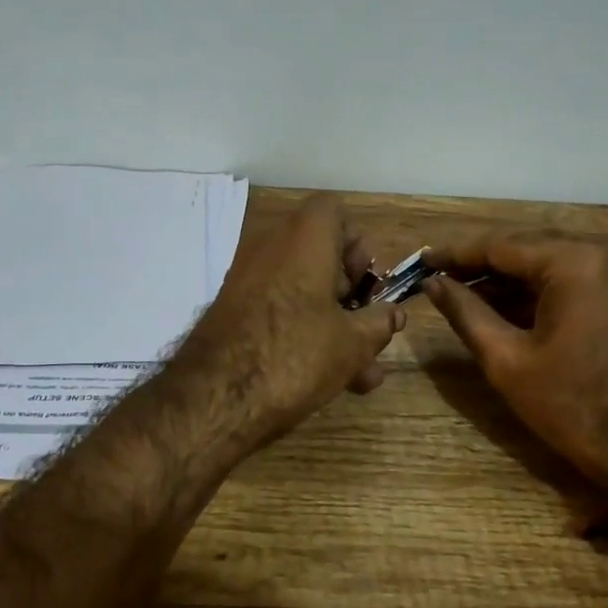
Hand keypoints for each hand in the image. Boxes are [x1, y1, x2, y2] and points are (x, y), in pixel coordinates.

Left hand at [175, 194, 406, 452]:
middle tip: (367, 329)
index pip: (334, 212)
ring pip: (301, 289)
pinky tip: (328, 377)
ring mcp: (245, 277)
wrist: (214, 396)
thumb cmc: (295, 355)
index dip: (357, 245)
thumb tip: (394, 314)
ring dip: (333, 323)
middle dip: (351, 294)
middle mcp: (270, 245)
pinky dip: (302, 330)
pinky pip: (278, 308)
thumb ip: (379, 324)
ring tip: (362, 373)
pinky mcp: (231, 308)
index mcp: (303, 237)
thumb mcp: (351, 344)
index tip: (367, 285)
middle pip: (319, 253)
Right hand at [424, 231, 607, 503]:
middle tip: (434, 278)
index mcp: (572, 264)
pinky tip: (495, 305)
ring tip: (456, 293)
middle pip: (522, 250)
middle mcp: (598, 256)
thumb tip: (433, 284)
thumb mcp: (506, 359)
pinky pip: (564, 282)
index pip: (500, 246)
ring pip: (542, 266)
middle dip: (477, 265)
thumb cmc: (571, 406)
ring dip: (502, 280)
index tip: (420, 261)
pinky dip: (529, 292)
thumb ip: (465, 312)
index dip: (455, 254)